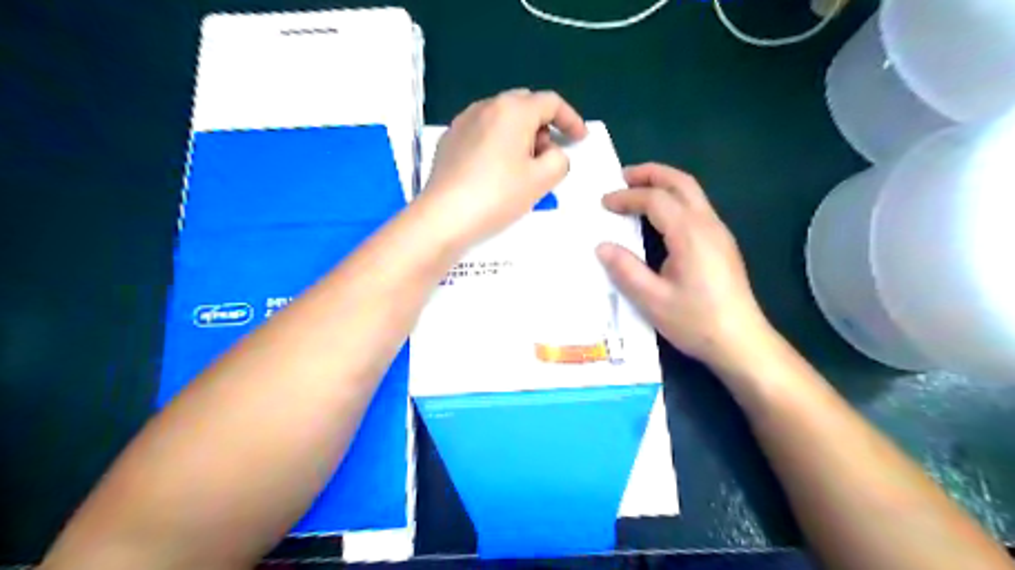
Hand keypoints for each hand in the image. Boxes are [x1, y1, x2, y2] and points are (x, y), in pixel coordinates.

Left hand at [418, 89, 586, 246]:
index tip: (580, 139)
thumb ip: (559, 160)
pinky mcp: (449, 139)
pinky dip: (498, 143)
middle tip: (548, 155)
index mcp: (513, 110)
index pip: (551, 102)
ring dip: (520, 134)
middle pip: (525, 106)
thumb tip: (551, 154)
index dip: (571, 119)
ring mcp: (463, 121)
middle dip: (543, 126)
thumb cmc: (498, 195)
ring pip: (502, 118)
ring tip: (522, 166)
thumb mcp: (542, 180)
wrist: (444, 216)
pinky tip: (496, 170)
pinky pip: (482, 132)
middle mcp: (486, 106)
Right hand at [598, 162, 777, 371]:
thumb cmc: (696, 321)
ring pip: (692, 193)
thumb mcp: (652, 300)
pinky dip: (675, 199)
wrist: (742, 342)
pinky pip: (697, 208)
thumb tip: (602, 247)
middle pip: (681, 183)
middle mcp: (708, 225)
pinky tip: (660, 217)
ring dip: (664, 184)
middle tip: (623, 176)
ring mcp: (719, 233)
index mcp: (689, 234)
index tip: (604, 203)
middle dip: (651, 174)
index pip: (655, 199)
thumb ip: (626, 270)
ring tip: (638, 191)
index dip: (627, 197)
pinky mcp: (723, 244)